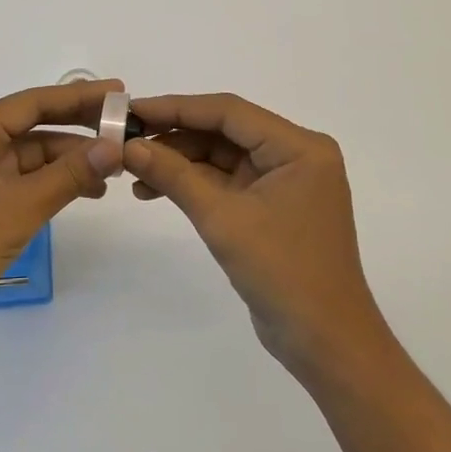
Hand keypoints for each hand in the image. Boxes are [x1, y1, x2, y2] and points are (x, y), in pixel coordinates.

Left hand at [0, 80, 122, 359]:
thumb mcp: (17, 209)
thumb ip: (67, 175)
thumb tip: (112, 146)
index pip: (29, 104)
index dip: (75, 97)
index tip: (116, 92)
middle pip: (30, 129)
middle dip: (76, 130)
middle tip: (122, 129)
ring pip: (29, 160)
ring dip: (68, 162)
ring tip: (112, 170)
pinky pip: (22, 186)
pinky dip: (53, 186)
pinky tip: (85, 192)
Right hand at [124, 92, 394, 382]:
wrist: (324, 343)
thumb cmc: (283, 272)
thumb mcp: (222, 219)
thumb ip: (174, 176)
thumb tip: (129, 146)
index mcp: (299, 147)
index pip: (229, 112)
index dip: (177, 107)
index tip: (133, 109)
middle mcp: (296, 154)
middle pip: (225, 131)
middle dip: (175, 136)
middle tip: (126, 141)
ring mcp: (285, 181)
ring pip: (222, 156)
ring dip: (180, 162)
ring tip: (133, 172)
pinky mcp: (272, 205)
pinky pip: (227, 181)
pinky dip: (194, 184)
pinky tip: (155, 189)